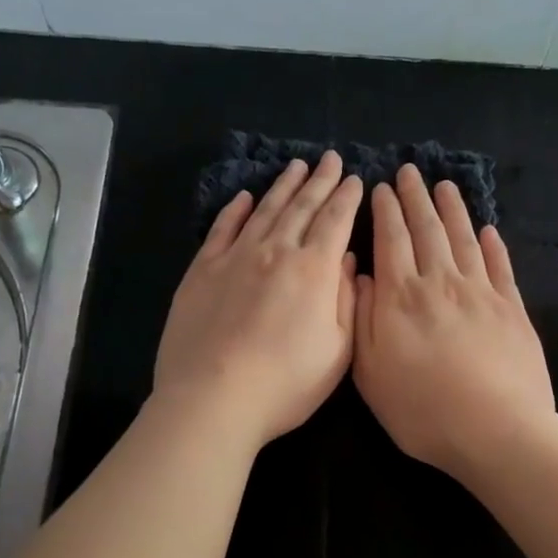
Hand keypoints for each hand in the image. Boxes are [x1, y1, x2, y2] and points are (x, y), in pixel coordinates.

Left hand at [154, 151, 363, 449]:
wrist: (213, 397)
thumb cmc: (286, 383)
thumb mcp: (338, 351)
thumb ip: (345, 300)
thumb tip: (346, 260)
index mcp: (313, 270)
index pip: (335, 221)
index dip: (348, 198)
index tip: (356, 179)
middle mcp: (276, 251)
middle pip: (302, 207)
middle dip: (320, 181)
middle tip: (331, 159)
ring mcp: (235, 257)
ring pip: (265, 210)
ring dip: (283, 186)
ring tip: (296, 167)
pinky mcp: (202, 270)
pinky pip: (222, 229)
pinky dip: (236, 210)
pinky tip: (245, 197)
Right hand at [352, 164, 555, 480]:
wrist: (496, 431)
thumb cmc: (422, 410)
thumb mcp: (370, 373)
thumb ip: (363, 319)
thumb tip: (361, 276)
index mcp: (401, 297)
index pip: (391, 240)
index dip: (386, 211)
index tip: (381, 187)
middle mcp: (441, 283)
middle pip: (428, 229)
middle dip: (416, 198)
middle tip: (410, 171)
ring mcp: (482, 293)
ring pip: (464, 239)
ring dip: (453, 209)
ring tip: (445, 186)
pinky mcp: (513, 309)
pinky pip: (501, 266)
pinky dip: (493, 244)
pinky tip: (488, 229)